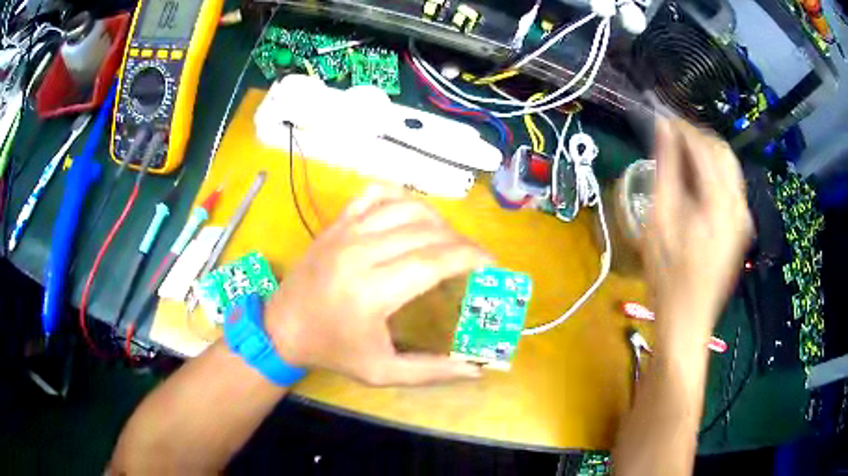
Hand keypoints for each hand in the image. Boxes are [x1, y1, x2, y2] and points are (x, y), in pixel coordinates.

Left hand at [265, 185, 489, 385]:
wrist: (283, 326)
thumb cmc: (332, 350)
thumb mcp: (381, 372)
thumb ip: (430, 372)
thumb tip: (476, 370)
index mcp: (372, 292)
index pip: (434, 261)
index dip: (470, 257)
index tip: (491, 262)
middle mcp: (360, 253)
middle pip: (426, 232)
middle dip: (460, 241)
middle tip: (473, 258)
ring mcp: (345, 231)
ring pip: (406, 207)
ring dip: (437, 220)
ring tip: (448, 240)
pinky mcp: (337, 223)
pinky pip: (375, 194)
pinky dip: (401, 197)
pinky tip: (411, 216)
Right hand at [645, 119, 752, 341]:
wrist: (687, 318)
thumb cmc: (667, 276)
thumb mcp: (660, 220)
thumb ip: (665, 169)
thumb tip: (662, 129)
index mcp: (719, 203)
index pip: (704, 146)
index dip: (681, 127)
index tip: (660, 117)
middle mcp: (738, 205)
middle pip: (722, 151)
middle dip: (696, 136)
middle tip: (670, 134)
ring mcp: (742, 217)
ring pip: (729, 166)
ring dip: (706, 152)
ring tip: (680, 153)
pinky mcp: (741, 226)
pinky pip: (730, 185)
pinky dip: (713, 171)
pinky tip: (696, 179)